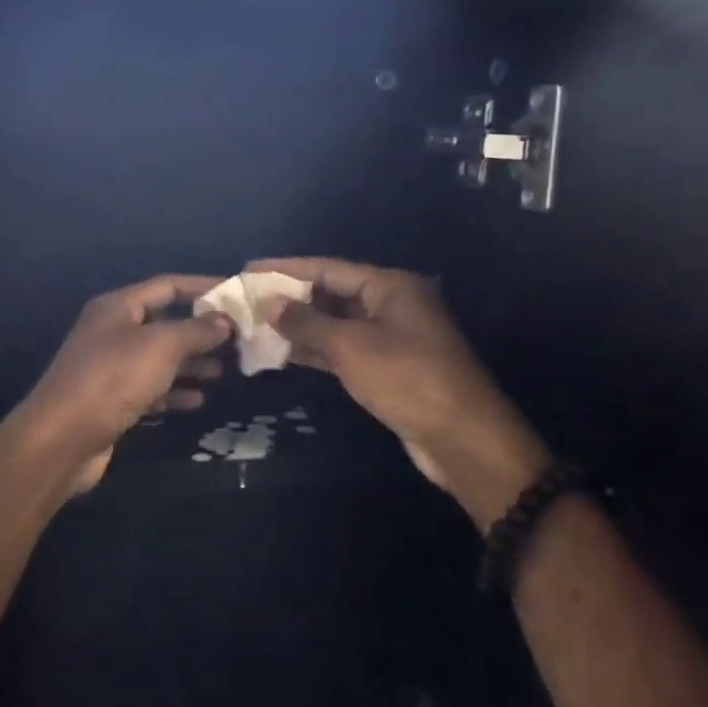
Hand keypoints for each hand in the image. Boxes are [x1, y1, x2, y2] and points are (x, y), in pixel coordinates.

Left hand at [17, 275, 233, 494]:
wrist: (62, 438)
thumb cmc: (112, 379)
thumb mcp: (160, 346)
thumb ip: (196, 330)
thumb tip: (225, 320)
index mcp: (118, 307)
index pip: (167, 286)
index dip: (202, 288)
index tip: (236, 296)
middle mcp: (112, 332)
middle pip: (164, 323)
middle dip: (201, 331)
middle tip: (238, 340)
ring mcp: (110, 368)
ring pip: (160, 358)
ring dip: (192, 363)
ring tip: (224, 371)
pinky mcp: (112, 401)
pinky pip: (151, 389)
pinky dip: (174, 392)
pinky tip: (199, 400)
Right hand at [247, 257, 550, 524]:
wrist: (460, 437)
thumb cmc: (407, 379)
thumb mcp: (351, 346)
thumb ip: (307, 322)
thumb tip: (269, 303)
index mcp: (390, 286)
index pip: (328, 268)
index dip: (286, 269)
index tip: (249, 269)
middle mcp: (392, 305)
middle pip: (332, 294)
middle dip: (290, 299)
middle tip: (247, 302)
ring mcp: (390, 338)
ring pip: (336, 325)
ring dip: (299, 328)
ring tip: (255, 328)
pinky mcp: (387, 369)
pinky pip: (343, 351)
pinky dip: (315, 352)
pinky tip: (282, 355)